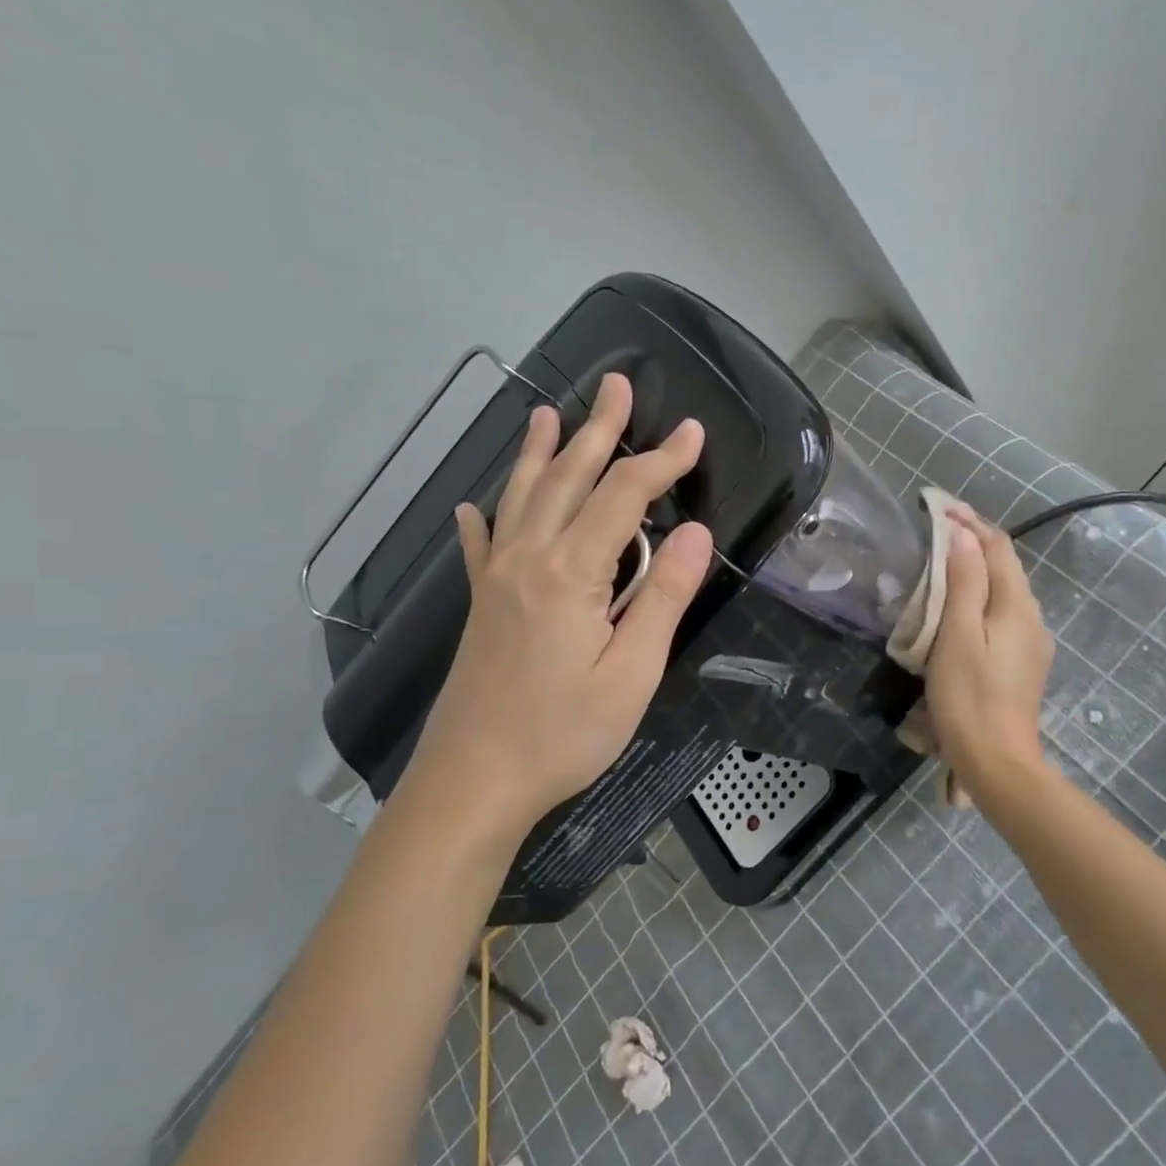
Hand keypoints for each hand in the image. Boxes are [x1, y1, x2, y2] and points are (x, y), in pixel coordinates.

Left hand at [405, 372, 713, 832]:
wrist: (473, 781)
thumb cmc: (562, 733)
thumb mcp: (633, 673)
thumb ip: (662, 597)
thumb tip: (693, 532)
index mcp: (571, 572)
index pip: (624, 496)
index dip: (662, 460)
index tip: (693, 432)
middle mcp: (529, 559)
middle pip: (568, 478)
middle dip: (598, 430)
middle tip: (616, 384)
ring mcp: (497, 579)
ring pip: (522, 498)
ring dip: (539, 452)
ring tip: (546, 411)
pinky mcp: (480, 605)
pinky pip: (479, 546)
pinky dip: (482, 518)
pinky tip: (472, 505)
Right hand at [924, 505, 1054, 789]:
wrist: (997, 761)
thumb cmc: (969, 696)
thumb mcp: (958, 634)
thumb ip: (965, 582)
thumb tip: (964, 535)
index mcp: (1018, 606)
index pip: (998, 547)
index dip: (971, 522)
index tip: (938, 506)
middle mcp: (1033, 618)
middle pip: (1005, 567)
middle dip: (974, 542)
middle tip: (936, 529)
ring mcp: (1031, 643)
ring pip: (1004, 592)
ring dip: (976, 570)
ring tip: (942, 563)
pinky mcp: (1022, 664)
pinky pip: (1001, 616)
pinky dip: (979, 598)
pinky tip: (959, 608)